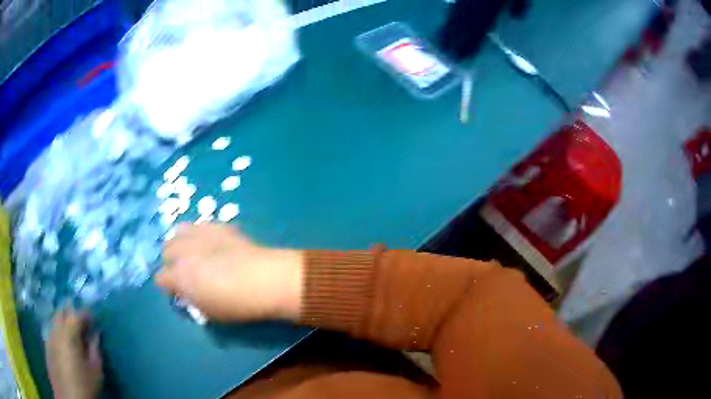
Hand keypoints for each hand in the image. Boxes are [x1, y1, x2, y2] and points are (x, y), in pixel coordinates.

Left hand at [46, 310, 102, 398]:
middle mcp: (56, 329)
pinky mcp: (46, 345)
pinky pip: (52, 331)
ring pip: (55, 320)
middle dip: (72, 314)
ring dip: (64, 322)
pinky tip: (65, 345)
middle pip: (62, 311)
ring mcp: (49, 336)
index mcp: (69, 332)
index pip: (76, 314)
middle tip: (82, 325)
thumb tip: (95, 335)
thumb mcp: (95, 370)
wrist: (68, 397)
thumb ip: (95, 350)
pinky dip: (58, 332)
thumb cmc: (84, 384)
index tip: (94, 320)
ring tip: (74, 334)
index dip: (86, 315)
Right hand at [157, 223, 303, 321]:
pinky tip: (214, 243)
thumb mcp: (209, 312)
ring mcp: (200, 233)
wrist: (264, 280)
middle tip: (186, 270)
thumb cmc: (236, 304)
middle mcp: (183, 251)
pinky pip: (202, 225)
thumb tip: (188, 292)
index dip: (168, 285)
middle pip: (166, 250)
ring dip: (182, 242)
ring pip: (179, 231)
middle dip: (172, 261)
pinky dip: (202, 234)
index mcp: (178, 276)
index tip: (178, 290)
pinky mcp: (218, 225)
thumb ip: (192, 299)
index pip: (160, 278)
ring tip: (194, 251)